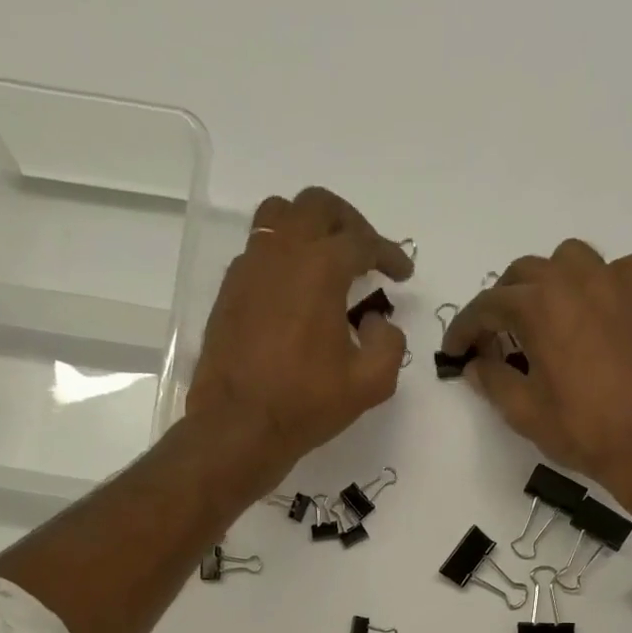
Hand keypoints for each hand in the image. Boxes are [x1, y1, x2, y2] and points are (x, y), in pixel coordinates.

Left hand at [185, 187, 414, 491]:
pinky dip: (282, 255)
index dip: (389, 254)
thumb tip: (377, 321)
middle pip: (317, 207)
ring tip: (324, 258)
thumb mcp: (370, 383)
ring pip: (279, 215)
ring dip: (309, 226)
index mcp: (321, 268)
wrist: (239, 425)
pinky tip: (293, 289)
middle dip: (349, 223)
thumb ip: (389, 344)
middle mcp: (282, 253)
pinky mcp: (229, 289)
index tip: (402, 274)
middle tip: (365, 251)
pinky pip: (258, 249)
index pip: (362, 242)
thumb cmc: (306, 404)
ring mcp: (249, 267)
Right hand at [443, 241, 631, 500]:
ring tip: (542, 318)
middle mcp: (575, 279)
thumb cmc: (580, 429)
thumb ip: (492, 380)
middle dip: (502, 304)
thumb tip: (475, 364)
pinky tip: (598, 308)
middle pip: (524, 274)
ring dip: (547, 282)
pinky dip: (604, 282)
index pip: (487, 305)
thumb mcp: (523, 411)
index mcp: (539, 306)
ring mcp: (616, 282)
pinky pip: (620, 269)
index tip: (455, 352)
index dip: (464, 329)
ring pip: (569, 259)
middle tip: (494, 341)